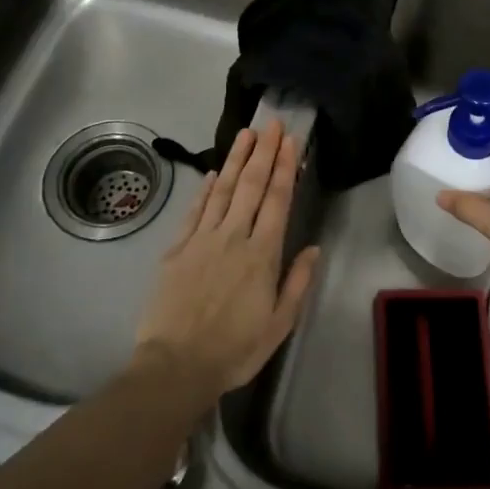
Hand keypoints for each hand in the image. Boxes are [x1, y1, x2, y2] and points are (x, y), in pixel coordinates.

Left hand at [132, 120, 319, 404]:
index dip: (284, 167)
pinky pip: (194, 211)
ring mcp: (201, 240)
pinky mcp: (176, 249)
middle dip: (263, 151)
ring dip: (236, 160)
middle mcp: (233, 237)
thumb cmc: (234, 349)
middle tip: (271, 122)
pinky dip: (205, 190)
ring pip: (222, 190)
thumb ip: (297, 282)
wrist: (175, 366)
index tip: (290, 141)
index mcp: (262, 254)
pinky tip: (213, 173)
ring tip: (245, 134)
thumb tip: (313, 247)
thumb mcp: (279, 324)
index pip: (277, 200)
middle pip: (251, 186)